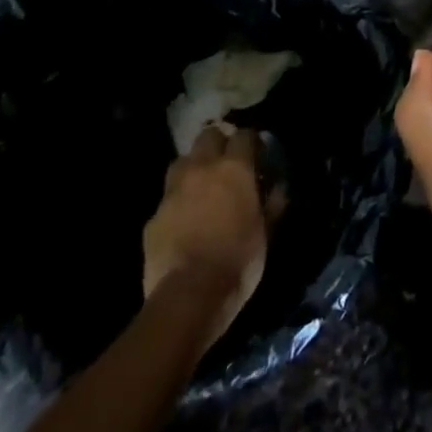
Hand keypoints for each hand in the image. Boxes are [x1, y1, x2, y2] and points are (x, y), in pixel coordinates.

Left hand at [141, 125, 276, 345]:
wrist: (187, 297)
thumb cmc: (237, 261)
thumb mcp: (266, 233)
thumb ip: (272, 204)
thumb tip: (278, 188)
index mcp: (234, 168)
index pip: (244, 135)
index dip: (251, 142)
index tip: (257, 154)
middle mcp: (202, 169)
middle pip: (208, 135)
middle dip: (218, 144)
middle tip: (227, 163)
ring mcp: (173, 191)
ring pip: (182, 160)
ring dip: (193, 167)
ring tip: (201, 185)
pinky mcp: (153, 217)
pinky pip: (167, 198)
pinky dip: (177, 202)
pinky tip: (182, 220)